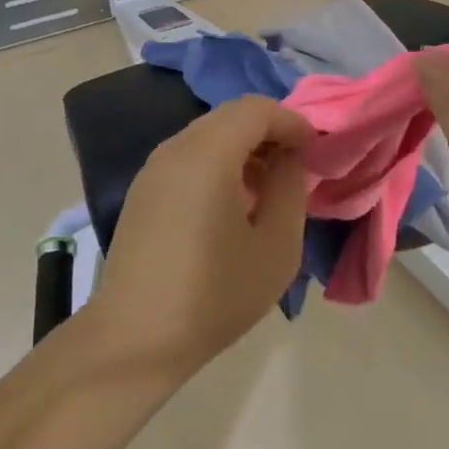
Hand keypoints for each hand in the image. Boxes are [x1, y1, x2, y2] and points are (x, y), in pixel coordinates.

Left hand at [85, 96, 311, 381]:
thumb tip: (289, 158)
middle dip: (269, 130)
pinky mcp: (143, 189)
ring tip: (267, 186)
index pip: (256, 109)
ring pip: (208, 133)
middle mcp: (176, 148)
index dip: (291, 121)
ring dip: (243, 146)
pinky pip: (189, 155)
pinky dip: (218, 160)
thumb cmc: (213, 295)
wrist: (133, 339)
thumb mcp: (275, 248)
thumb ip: (290, 189)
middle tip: (295, 163)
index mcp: (208, 154)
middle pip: (231, 116)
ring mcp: (154, 167)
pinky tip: (231, 201)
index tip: (315, 148)